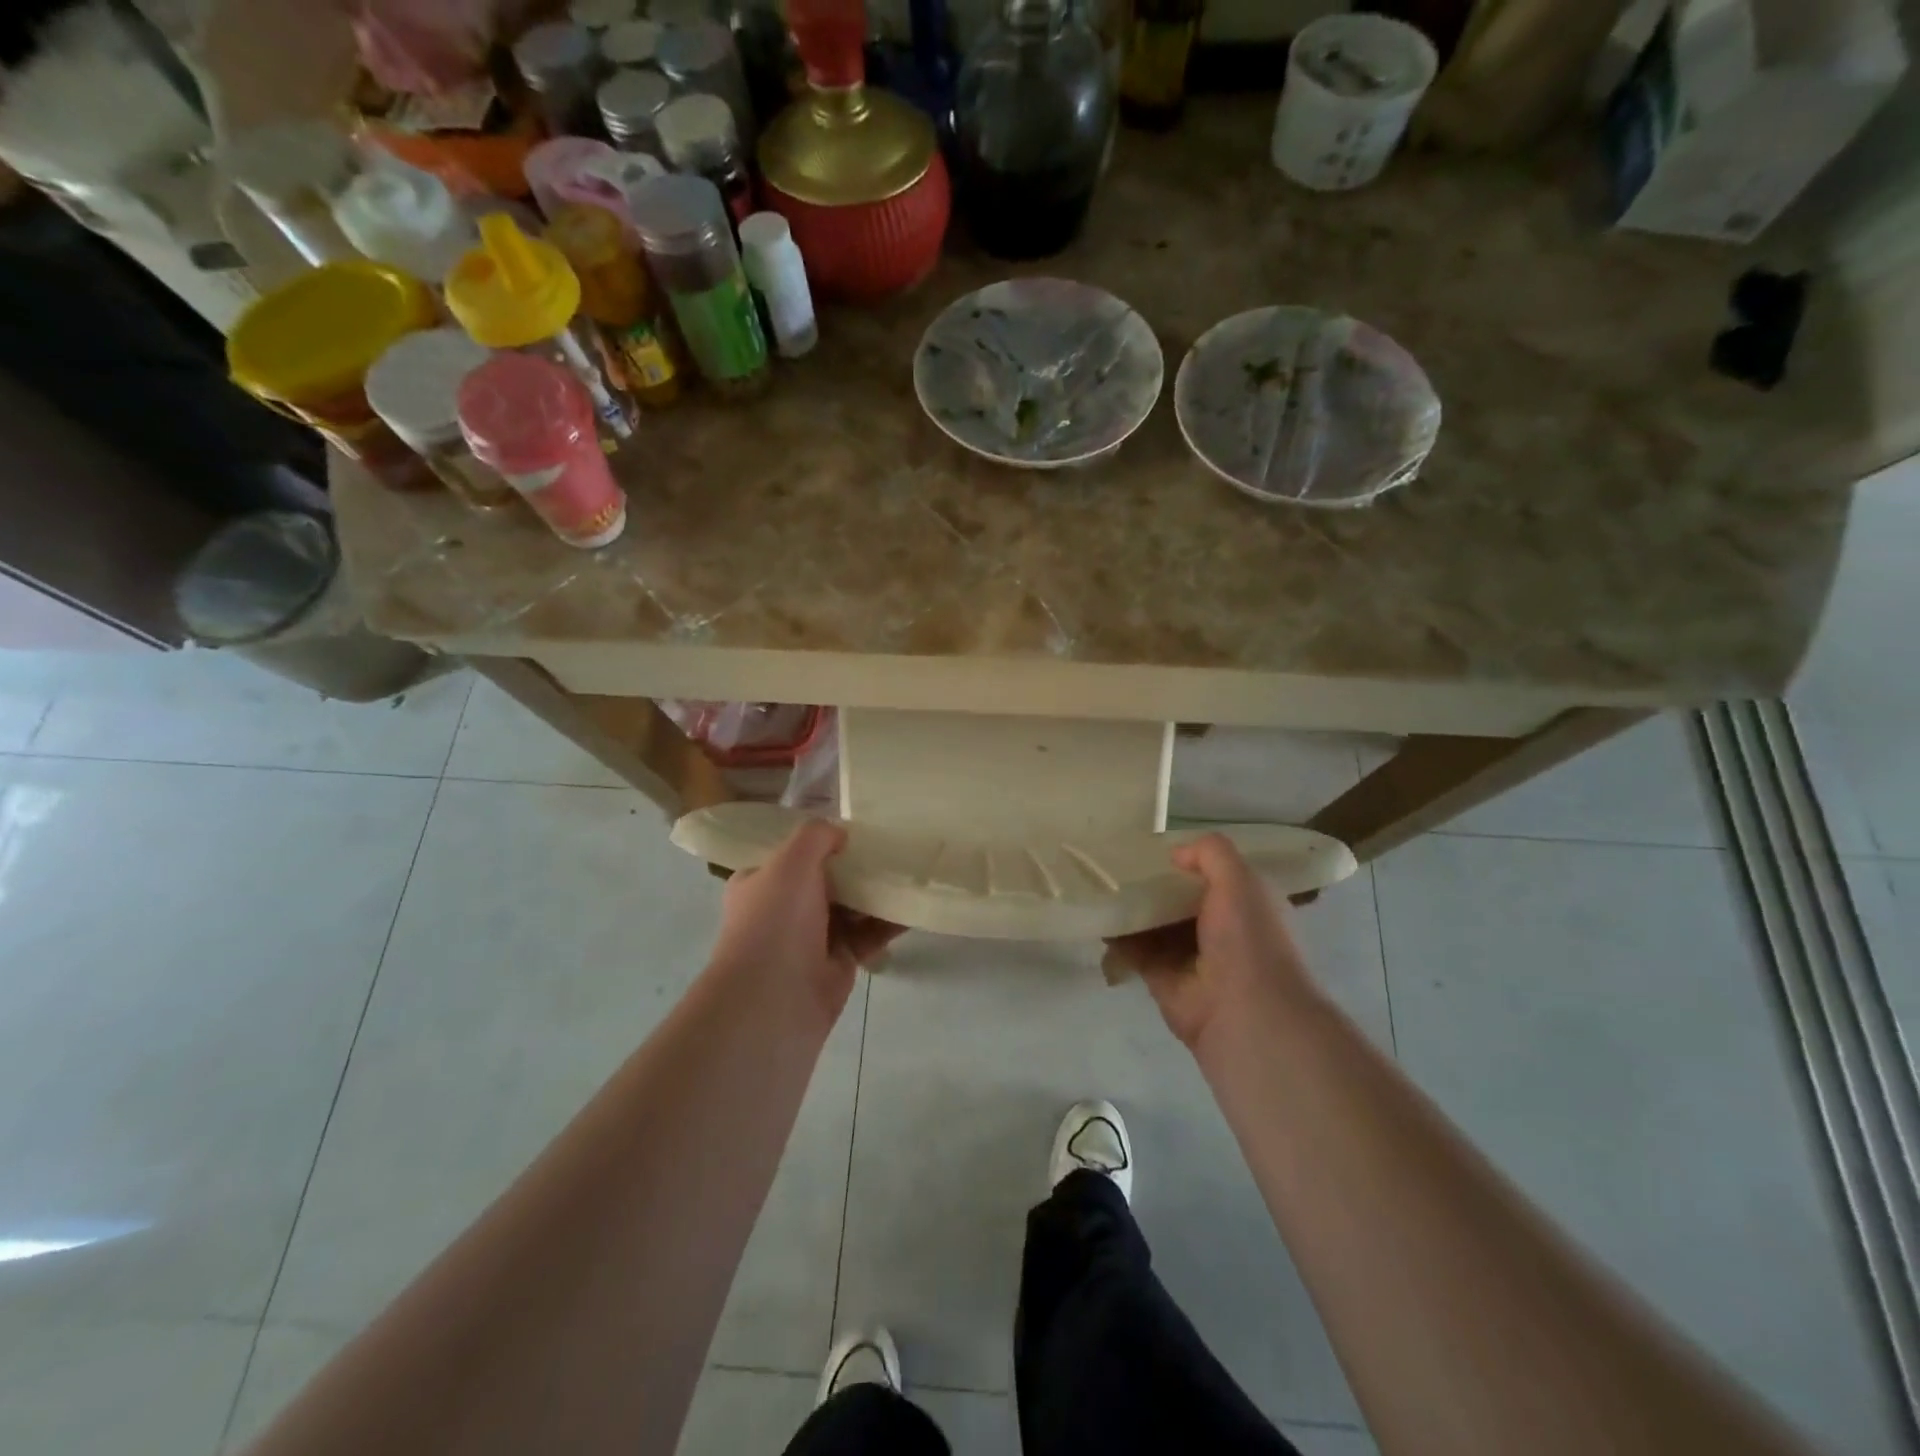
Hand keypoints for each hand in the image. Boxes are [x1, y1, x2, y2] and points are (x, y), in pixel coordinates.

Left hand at [708, 820, 903, 1022]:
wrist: (774, 1000)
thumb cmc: (776, 921)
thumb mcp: (790, 861)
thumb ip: (816, 836)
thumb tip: (840, 834)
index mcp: (760, 882)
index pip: (791, 854)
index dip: (821, 842)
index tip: (856, 828)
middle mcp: (784, 908)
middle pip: (827, 879)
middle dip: (856, 866)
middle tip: (892, 846)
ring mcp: (811, 937)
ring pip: (851, 906)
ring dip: (877, 892)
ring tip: (911, 870)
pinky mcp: (839, 961)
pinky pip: (868, 934)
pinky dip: (889, 922)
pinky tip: (914, 907)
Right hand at [1104, 834, 1316, 1050]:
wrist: (1246, 1013)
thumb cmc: (1249, 939)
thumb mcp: (1240, 879)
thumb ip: (1211, 853)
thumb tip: (1175, 854)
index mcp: (1244, 905)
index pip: (1212, 875)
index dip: (1187, 859)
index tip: (1153, 842)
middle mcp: (1218, 929)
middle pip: (1177, 898)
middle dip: (1152, 882)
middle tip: (1116, 859)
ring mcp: (1188, 956)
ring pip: (1153, 923)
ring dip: (1130, 907)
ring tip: (1098, 881)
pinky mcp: (1161, 977)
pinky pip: (1134, 949)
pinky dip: (1116, 935)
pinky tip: (1096, 914)